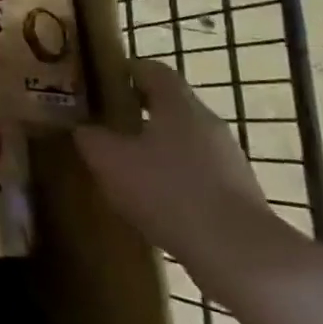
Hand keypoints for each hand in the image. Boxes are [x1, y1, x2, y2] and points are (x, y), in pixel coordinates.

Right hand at [76, 59, 285, 277]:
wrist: (238, 252)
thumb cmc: (167, 191)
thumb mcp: (110, 161)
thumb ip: (91, 138)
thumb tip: (83, 129)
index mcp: (178, 105)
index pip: (153, 70)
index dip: (127, 70)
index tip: (103, 81)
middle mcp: (208, 123)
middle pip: (171, 105)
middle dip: (139, 112)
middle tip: (107, 124)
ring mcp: (229, 159)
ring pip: (185, 140)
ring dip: (158, 147)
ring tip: (128, 166)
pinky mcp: (239, 193)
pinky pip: (198, 172)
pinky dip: (175, 177)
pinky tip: (155, 200)